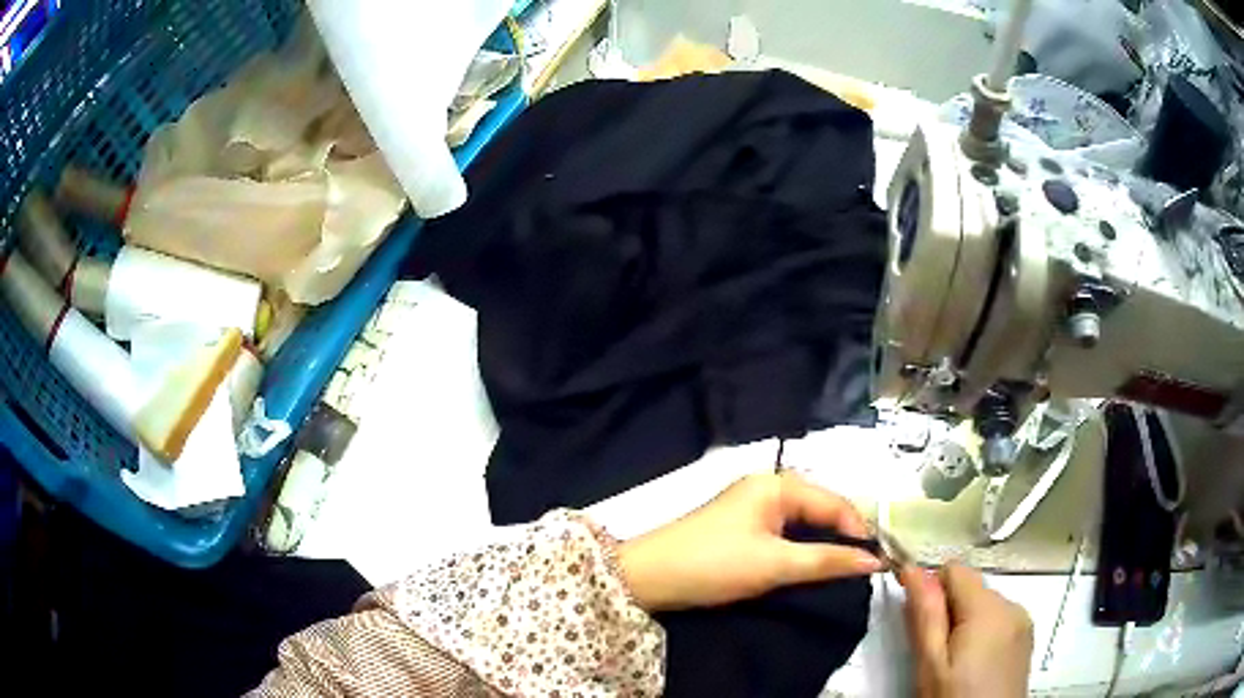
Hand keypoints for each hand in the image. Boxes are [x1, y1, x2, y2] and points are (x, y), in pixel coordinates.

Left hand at [617, 472, 883, 611]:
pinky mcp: (740, 527)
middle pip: (819, 507)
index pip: (833, 502)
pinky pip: (783, 531)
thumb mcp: (776, 564)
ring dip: (823, 542)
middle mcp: (766, 487)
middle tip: (866, 564)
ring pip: (802, 521)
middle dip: (843, 534)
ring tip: (846, 566)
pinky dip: (801, 547)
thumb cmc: (715, 564)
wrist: (649, 578)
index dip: (858, 529)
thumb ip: (828, 561)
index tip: (879, 559)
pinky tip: (813, 564)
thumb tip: (876, 560)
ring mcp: (751, 506)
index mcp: (776, 484)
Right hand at [900, 563, 1033, 697]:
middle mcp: (1012, 605)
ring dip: (965, 622)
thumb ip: (925, 615)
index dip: (930, 587)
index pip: (955, 570)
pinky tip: (973, 664)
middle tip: (932, 651)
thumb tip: (912, 569)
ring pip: (984, 604)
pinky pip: (999, 619)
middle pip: (971, 587)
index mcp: (988, 608)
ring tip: (953, 662)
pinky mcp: (1026, 637)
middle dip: (948, 610)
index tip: (914, 616)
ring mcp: (1023, 621)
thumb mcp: (930, 664)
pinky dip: (982, 632)